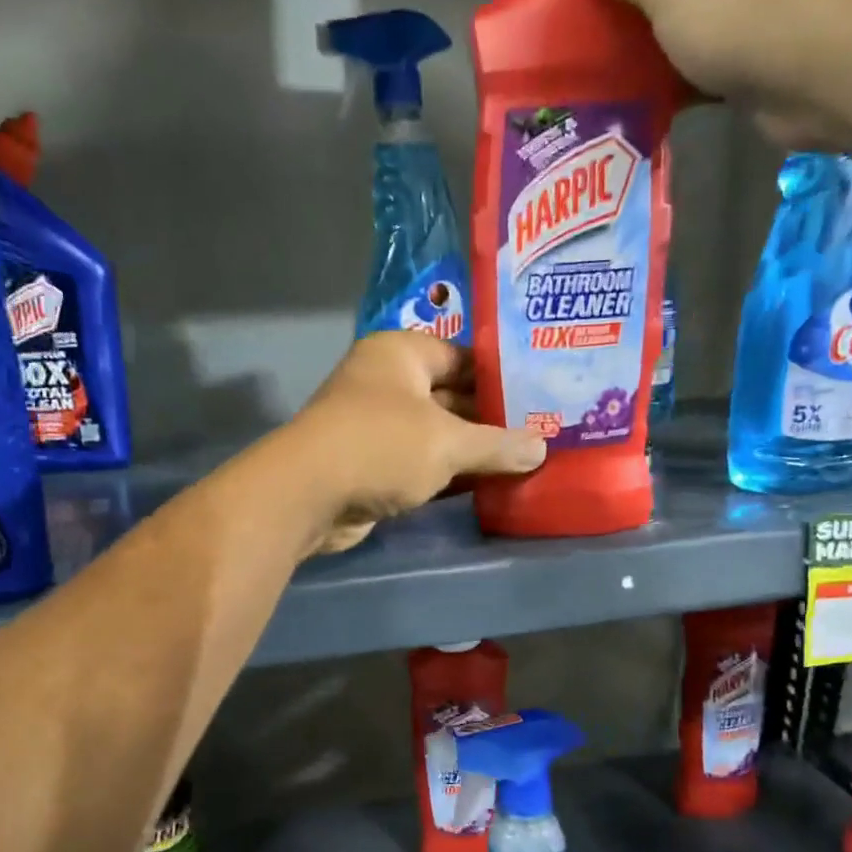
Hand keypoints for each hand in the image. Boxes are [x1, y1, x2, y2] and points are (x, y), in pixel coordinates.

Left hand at [287, 332, 546, 554]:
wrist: (307, 497)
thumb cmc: (381, 446)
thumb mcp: (448, 442)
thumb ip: (497, 444)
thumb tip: (542, 448)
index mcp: (401, 354)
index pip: (463, 356)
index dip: (503, 376)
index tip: (543, 394)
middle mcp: (387, 383)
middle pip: (452, 396)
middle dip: (492, 418)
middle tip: (544, 432)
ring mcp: (377, 426)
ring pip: (438, 434)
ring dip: (473, 450)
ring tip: (526, 460)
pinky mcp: (373, 464)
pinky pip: (422, 463)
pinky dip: (450, 473)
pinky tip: (489, 485)